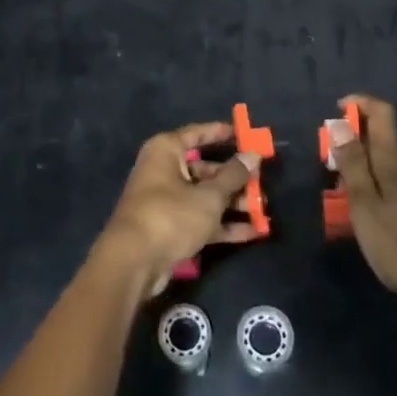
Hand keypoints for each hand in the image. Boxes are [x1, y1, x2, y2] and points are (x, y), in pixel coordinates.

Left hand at [96, 121, 261, 295]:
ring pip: (205, 196)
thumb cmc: (171, 216)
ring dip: (232, 204)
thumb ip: (234, 176)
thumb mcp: (209, 196)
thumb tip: (253, 154)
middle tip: (262, 182)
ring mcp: (166, 201)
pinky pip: (200, 219)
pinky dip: (222, 225)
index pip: (197, 134)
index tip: (246, 134)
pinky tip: (252, 233)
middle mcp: (164, 170)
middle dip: (234, 178)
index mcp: (166, 151)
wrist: (133, 263)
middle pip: (205, 169)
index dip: (221, 133)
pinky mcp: (170, 228)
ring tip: (263, 210)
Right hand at [327, 95, 396, 305]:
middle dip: (351, 142)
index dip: (359, 103)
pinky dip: (372, 187)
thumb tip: (339, 123)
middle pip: (379, 140)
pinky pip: (391, 185)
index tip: (336, 110)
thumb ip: (352, 164)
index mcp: (393, 162)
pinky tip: (364, 216)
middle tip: (327, 166)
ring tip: (339, 195)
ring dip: (359, 168)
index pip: (382, 113)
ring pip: (383, 166)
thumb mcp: (365, 204)